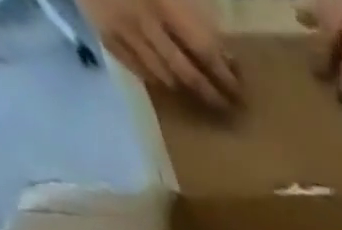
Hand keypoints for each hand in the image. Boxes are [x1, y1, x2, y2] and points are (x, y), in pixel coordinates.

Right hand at [84, 0, 240, 109]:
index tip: (238, 91)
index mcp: (163, 3)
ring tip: (198, 95)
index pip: (204, 50)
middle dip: (209, 94)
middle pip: (186, 73)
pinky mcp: (102, 33)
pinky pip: (135, 68)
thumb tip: (225, 52)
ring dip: (183, 88)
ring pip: (162, 75)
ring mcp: (121, 30)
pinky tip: (166, 80)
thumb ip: (193, 10)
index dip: (224, 75)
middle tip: (226, 107)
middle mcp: (144, 22)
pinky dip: (153, 78)